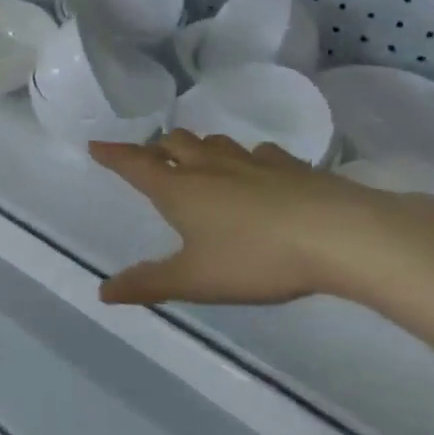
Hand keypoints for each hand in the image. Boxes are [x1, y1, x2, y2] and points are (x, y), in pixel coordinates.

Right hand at [90, 131, 401, 305]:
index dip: (113, 155)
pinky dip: (244, 158)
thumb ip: (148, 283)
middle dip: (157, 148)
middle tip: (151, 159)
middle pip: (174, 143)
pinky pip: (257, 153)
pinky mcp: (289, 166)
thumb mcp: (195, 280)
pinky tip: (255, 170)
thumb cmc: (255, 258)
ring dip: (197, 148)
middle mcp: (209, 167)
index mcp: (179, 189)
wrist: (337, 235)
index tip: (96, 145)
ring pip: (213, 143)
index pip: (135, 165)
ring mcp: (251, 162)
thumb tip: (103, 291)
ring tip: (196, 160)